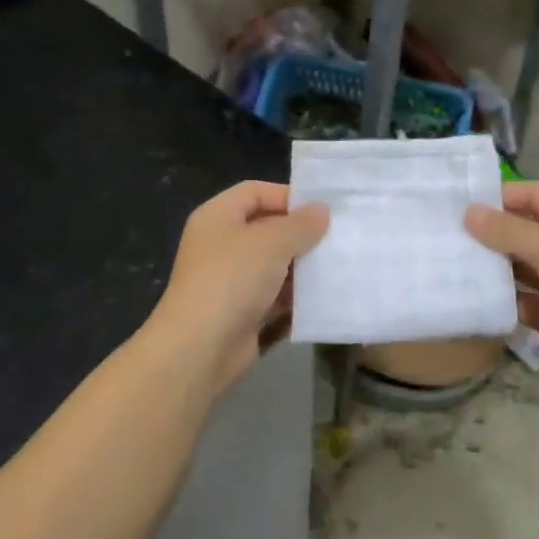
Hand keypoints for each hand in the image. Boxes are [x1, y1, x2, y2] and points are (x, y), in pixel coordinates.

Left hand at [147, 181, 329, 395]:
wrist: (201, 347)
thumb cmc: (233, 279)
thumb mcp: (271, 242)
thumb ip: (300, 224)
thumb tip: (321, 210)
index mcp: (217, 217)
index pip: (254, 192)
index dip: (287, 196)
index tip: (323, 209)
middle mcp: (220, 244)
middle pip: (265, 228)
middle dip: (300, 233)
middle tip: (337, 237)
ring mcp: (230, 279)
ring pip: (273, 264)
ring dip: (301, 265)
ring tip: (337, 264)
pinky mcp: (242, 311)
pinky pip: (274, 294)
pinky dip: (295, 294)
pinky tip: (323, 295)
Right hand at [464, 181, 538, 401]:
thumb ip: (506, 230)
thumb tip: (467, 213)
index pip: (534, 195)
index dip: (500, 196)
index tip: (460, 204)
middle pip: (522, 231)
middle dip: (488, 234)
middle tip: (444, 235)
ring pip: (517, 268)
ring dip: (490, 267)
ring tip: (447, 263)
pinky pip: (518, 301)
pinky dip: (498, 299)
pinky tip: (467, 296)